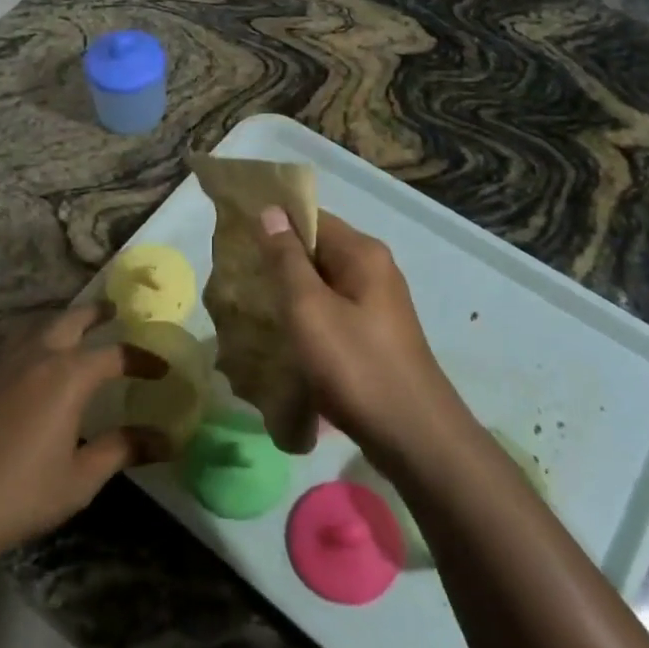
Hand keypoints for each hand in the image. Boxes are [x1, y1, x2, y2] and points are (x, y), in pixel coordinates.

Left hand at [0, 302, 167, 568]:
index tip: (161, 369)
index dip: (142, 358)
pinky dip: (34, 341)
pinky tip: (34, 365)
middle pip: (71, 320)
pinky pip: (14, 346)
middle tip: (115, 311)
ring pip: (37, 326)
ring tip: (75, 329)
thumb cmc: (19, 495)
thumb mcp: (80, 479)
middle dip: (97, 313)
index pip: (115, 354)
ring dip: (61, 322)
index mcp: (67, 376)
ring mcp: (1, 365)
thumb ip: (122, 450)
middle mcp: (36, 357)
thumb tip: (165, 440)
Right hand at [257, 209, 459, 465]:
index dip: (274, 222)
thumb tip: (270, 211)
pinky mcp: (374, 334)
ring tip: (252, 306)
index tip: (236, 236)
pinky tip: (283, 336)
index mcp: (362, 253)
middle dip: (278, 260)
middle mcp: (374, 269)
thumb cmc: (355, 365)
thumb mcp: (310, 309)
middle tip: (238, 276)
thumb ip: (287, 259)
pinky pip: (332, 310)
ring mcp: (377, 304)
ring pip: (323, 284)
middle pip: (317, 249)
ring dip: (290, 292)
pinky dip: (307, 317)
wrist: (412, 436)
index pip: (312, 217)